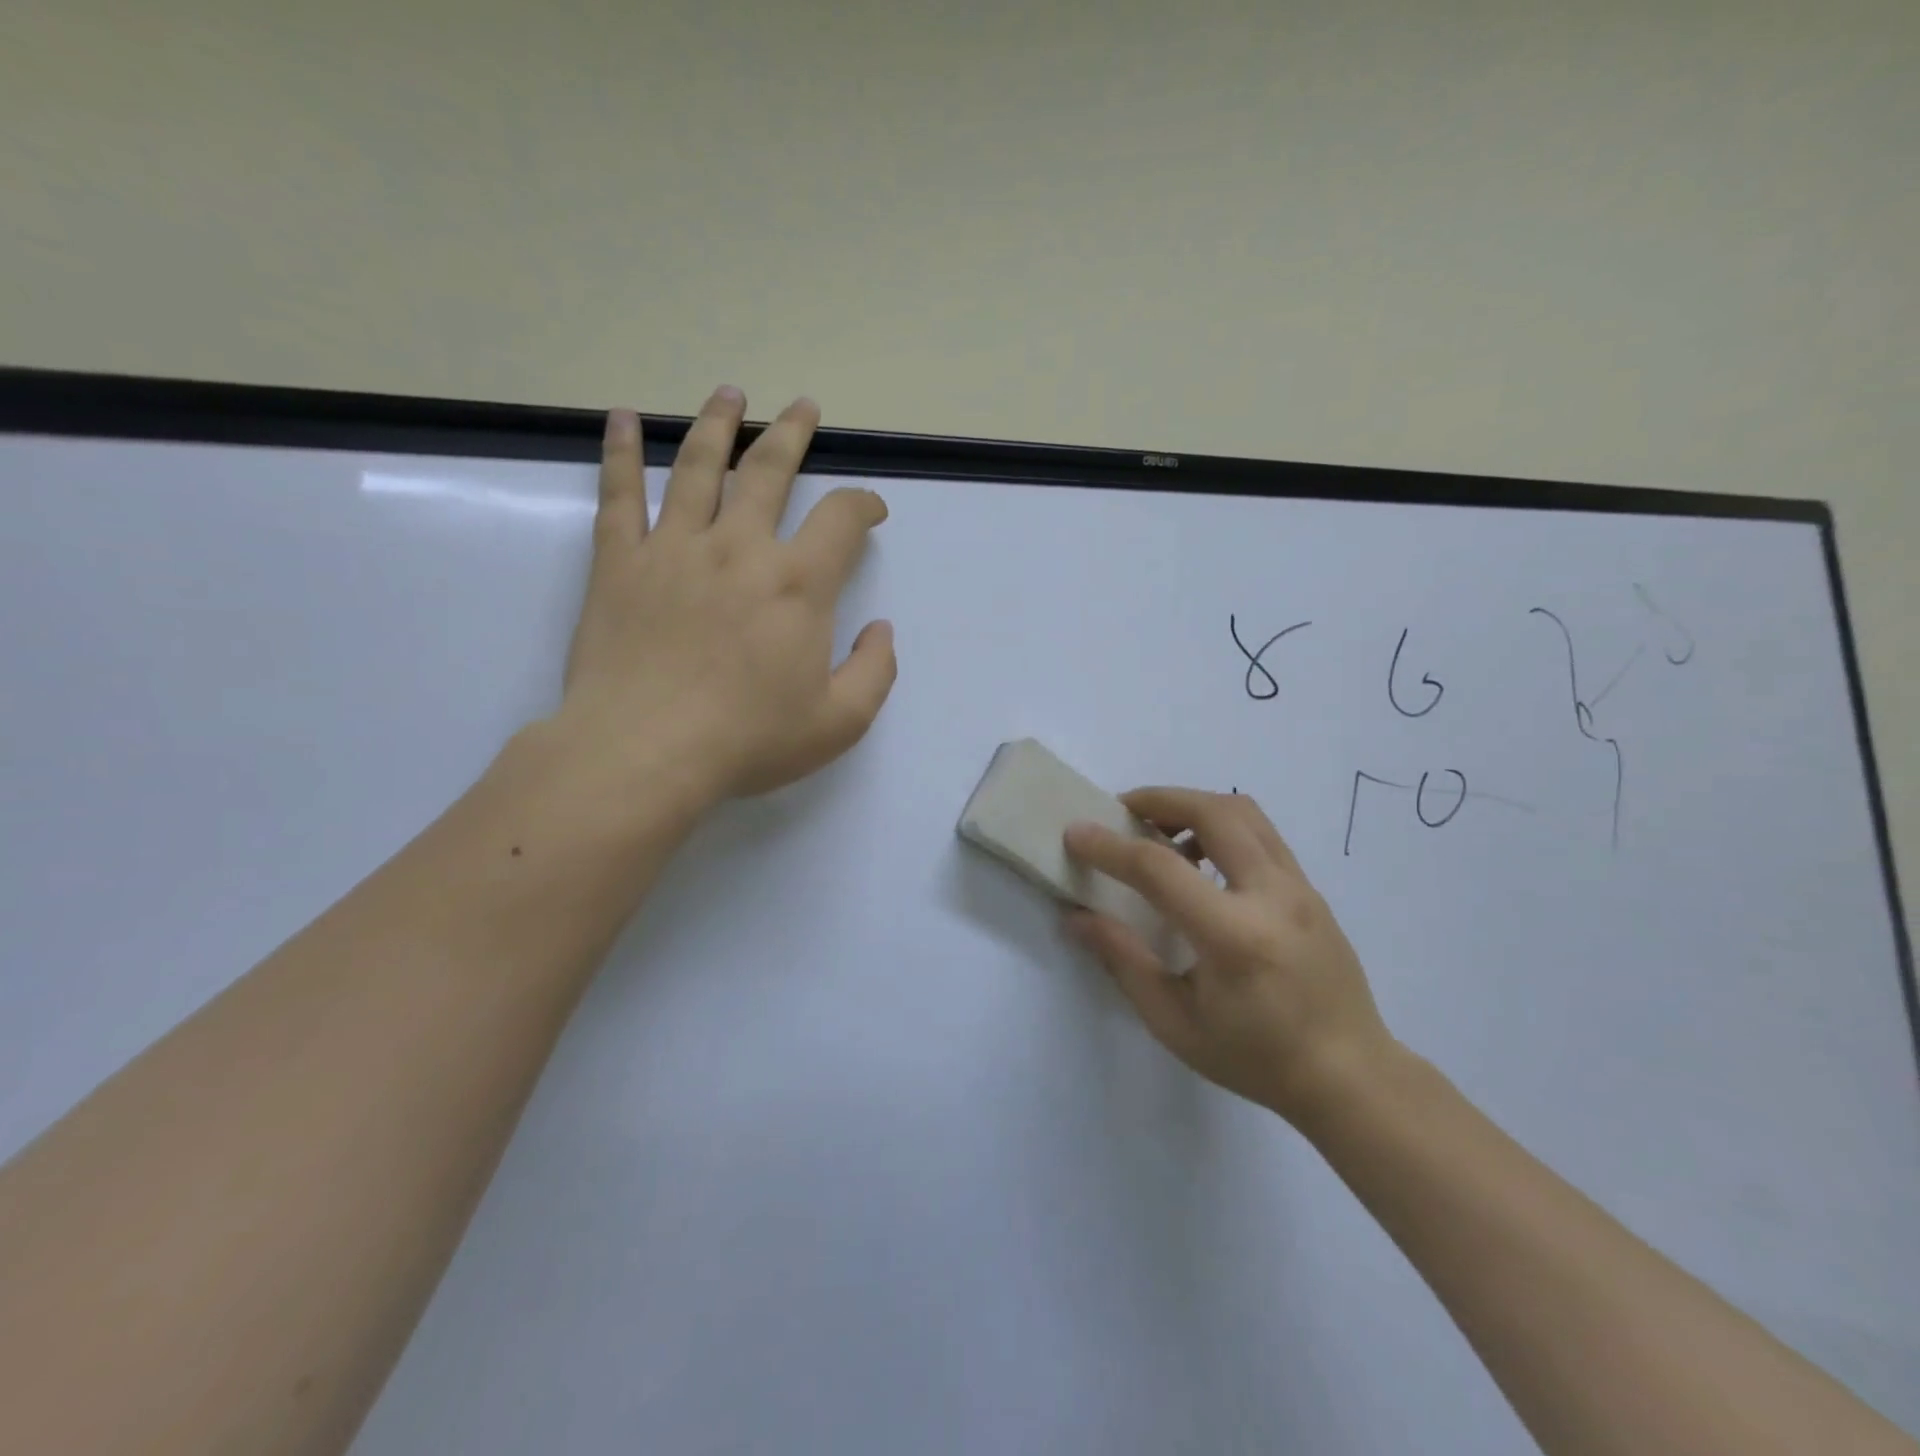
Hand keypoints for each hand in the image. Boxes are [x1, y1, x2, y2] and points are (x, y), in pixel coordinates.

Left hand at [552, 388, 895, 809]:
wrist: (644, 753)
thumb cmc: (748, 740)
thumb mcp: (840, 721)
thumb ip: (875, 671)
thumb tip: (881, 630)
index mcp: (797, 584)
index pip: (841, 519)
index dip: (863, 503)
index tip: (872, 509)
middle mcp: (739, 548)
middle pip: (768, 471)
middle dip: (792, 435)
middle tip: (803, 408)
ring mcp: (674, 549)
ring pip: (698, 467)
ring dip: (718, 424)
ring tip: (730, 395)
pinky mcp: (620, 564)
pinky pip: (619, 495)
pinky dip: (621, 453)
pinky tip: (624, 420)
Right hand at [1063, 788, 1395, 1125]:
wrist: (1351, 1077)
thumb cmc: (1256, 1058)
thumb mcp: (1174, 1022)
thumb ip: (1123, 961)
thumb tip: (1077, 917)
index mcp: (1233, 936)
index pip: (1161, 869)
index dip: (1110, 847)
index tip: (1075, 832)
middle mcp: (1272, 895)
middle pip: (1213, 811)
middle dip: (1158, 800)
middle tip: (1121, 812)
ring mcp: (1299, 886)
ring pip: (1243, 811)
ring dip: (1193, 805)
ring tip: (1160, 832)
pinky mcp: (1310, 888)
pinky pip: (1260, 833)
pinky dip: (1220, 825)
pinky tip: (1199, 861)